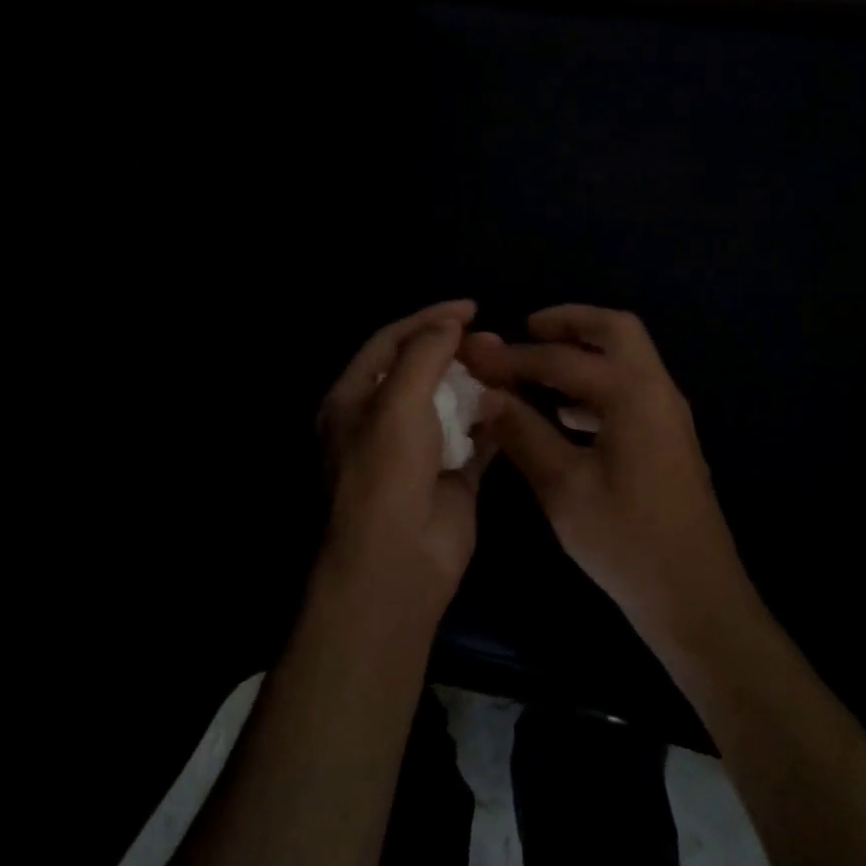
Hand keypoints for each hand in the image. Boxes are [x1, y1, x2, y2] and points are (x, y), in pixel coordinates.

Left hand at [317, 299, 489, 613]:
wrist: (399, 559)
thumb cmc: (387, 470)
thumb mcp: (398, 400)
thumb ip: (425, 353)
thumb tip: (450, 322)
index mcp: (354, 399)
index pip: (390, 343)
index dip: (427, 319)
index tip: (470, 307)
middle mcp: (382, 421)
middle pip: (422, 370)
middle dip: (455, 351)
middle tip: (492, 339)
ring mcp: (418, 449)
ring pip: (451, 402)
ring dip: (476, 384)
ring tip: (506, 366)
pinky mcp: (451, 474)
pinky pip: (474, 437)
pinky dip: (491, 420)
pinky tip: (511, 403)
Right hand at [460, 305, 747, 639]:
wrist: (694, 595)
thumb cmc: (626, 541)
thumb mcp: (564, 487)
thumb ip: (523, 433)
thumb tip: (485, 396)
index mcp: (632, 394)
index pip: (562, 359)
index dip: (513, 357)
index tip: (475, 356)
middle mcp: (657, 391)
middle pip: (615, 330)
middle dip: (568, 323)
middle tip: (525, 330)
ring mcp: (668, 414)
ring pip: (627, 358)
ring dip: (584, 351)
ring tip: (537, 365)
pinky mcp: (668, 439)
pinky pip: (630, 388)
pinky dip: (596, 383)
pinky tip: (564, 412)